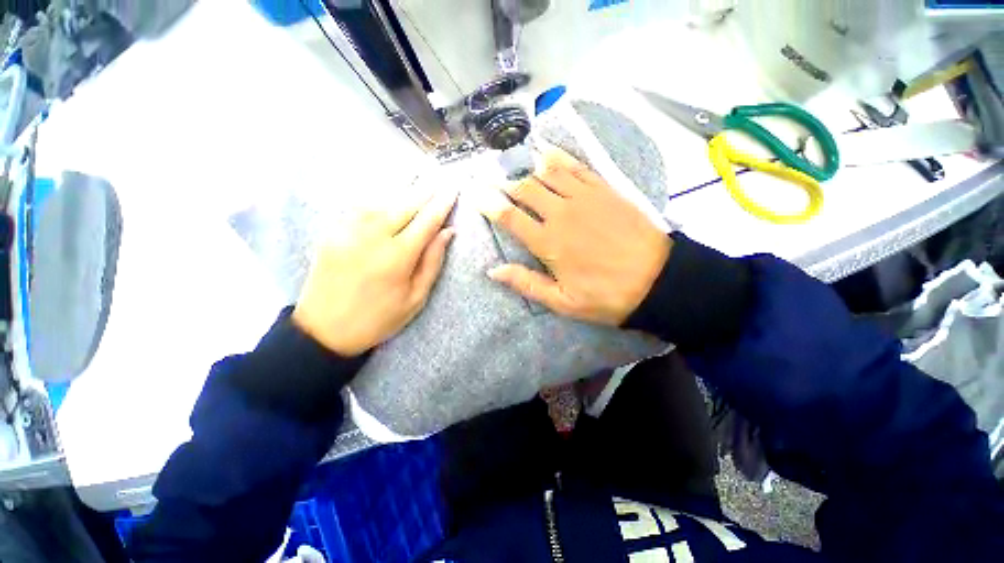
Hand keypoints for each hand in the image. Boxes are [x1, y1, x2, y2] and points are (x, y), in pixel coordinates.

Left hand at [292, 187, 457, 355]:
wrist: (323, 331)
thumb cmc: (378, 319)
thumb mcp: (415, 298)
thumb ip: (432, 262)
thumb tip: (447, 233)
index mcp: (397, 257)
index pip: (426, 221)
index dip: (442, 204)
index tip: (453, 190)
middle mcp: (372, 237)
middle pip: (404, 205)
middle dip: (424, 191)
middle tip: (438, 180)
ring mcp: (348, 231)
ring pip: (381, 201)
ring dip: (402, 193)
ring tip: (417, 185)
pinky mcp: (331, 232)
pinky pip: (359, 208)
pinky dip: (378, 200)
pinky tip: (387, 199)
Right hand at [476, 148, 670, 325]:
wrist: (657, 280)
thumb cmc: (606, 296)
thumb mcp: (563, 302)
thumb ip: (526, 284)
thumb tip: (494, 271)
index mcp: (548, 243)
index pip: (510, 217)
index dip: (489, 204)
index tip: (475, 194)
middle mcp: (561, 214)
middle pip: (525, 189)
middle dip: (505, 181)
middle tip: (492, 176)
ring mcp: (583, 198)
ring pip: (547, 172)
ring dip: (527, 165)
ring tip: (512, 160)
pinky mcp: (603, 189)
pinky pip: (576, 167)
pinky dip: (558, 157)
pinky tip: (546, 151)